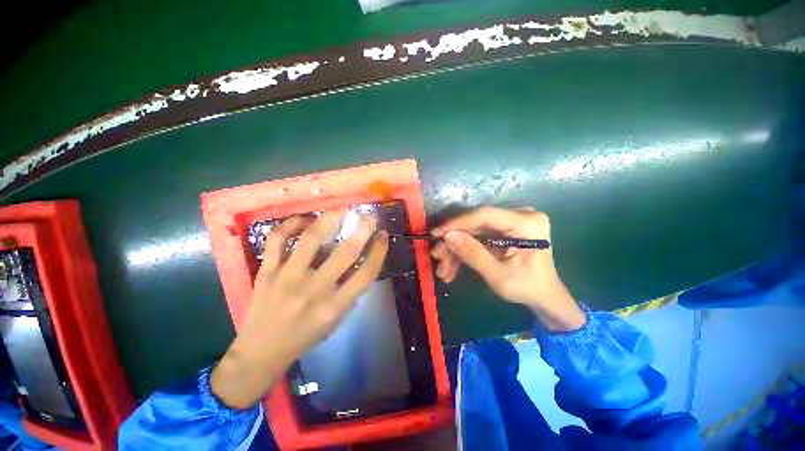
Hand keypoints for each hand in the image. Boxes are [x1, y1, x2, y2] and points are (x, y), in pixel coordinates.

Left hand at [211, 209, 388, 408]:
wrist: (261, 351)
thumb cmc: (305, 337)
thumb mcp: (336, 320)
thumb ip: (350, 291)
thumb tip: (360, 259)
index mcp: (334, 307)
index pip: (366, 273)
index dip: (379, 251)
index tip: (383, 235)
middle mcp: (314, 290)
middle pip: (345, 252)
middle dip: (363, 229)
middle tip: (369, 216)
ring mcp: (287, 278)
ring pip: (310, 239)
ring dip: (329, 219)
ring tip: (340, 209)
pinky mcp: (266, 271)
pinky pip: (277, 239)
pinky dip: (291, 224)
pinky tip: (303, 220)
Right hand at [431, 206, 584, 331]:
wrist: (544, 297)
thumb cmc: (527, 288)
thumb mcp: (498, 276)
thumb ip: (473, 255)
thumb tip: (448, 236)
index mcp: (527, 223)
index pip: (484, 215)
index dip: (457, 223)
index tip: (436, 234)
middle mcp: (520, 216)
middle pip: (476, 224)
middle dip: (455, 242)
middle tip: (437, 257)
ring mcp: (511, 222)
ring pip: (473, 232)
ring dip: (457, 250)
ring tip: (444, 270)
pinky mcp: (503, 230)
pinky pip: (478, 237)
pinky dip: (465, 251)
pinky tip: (452, 268)